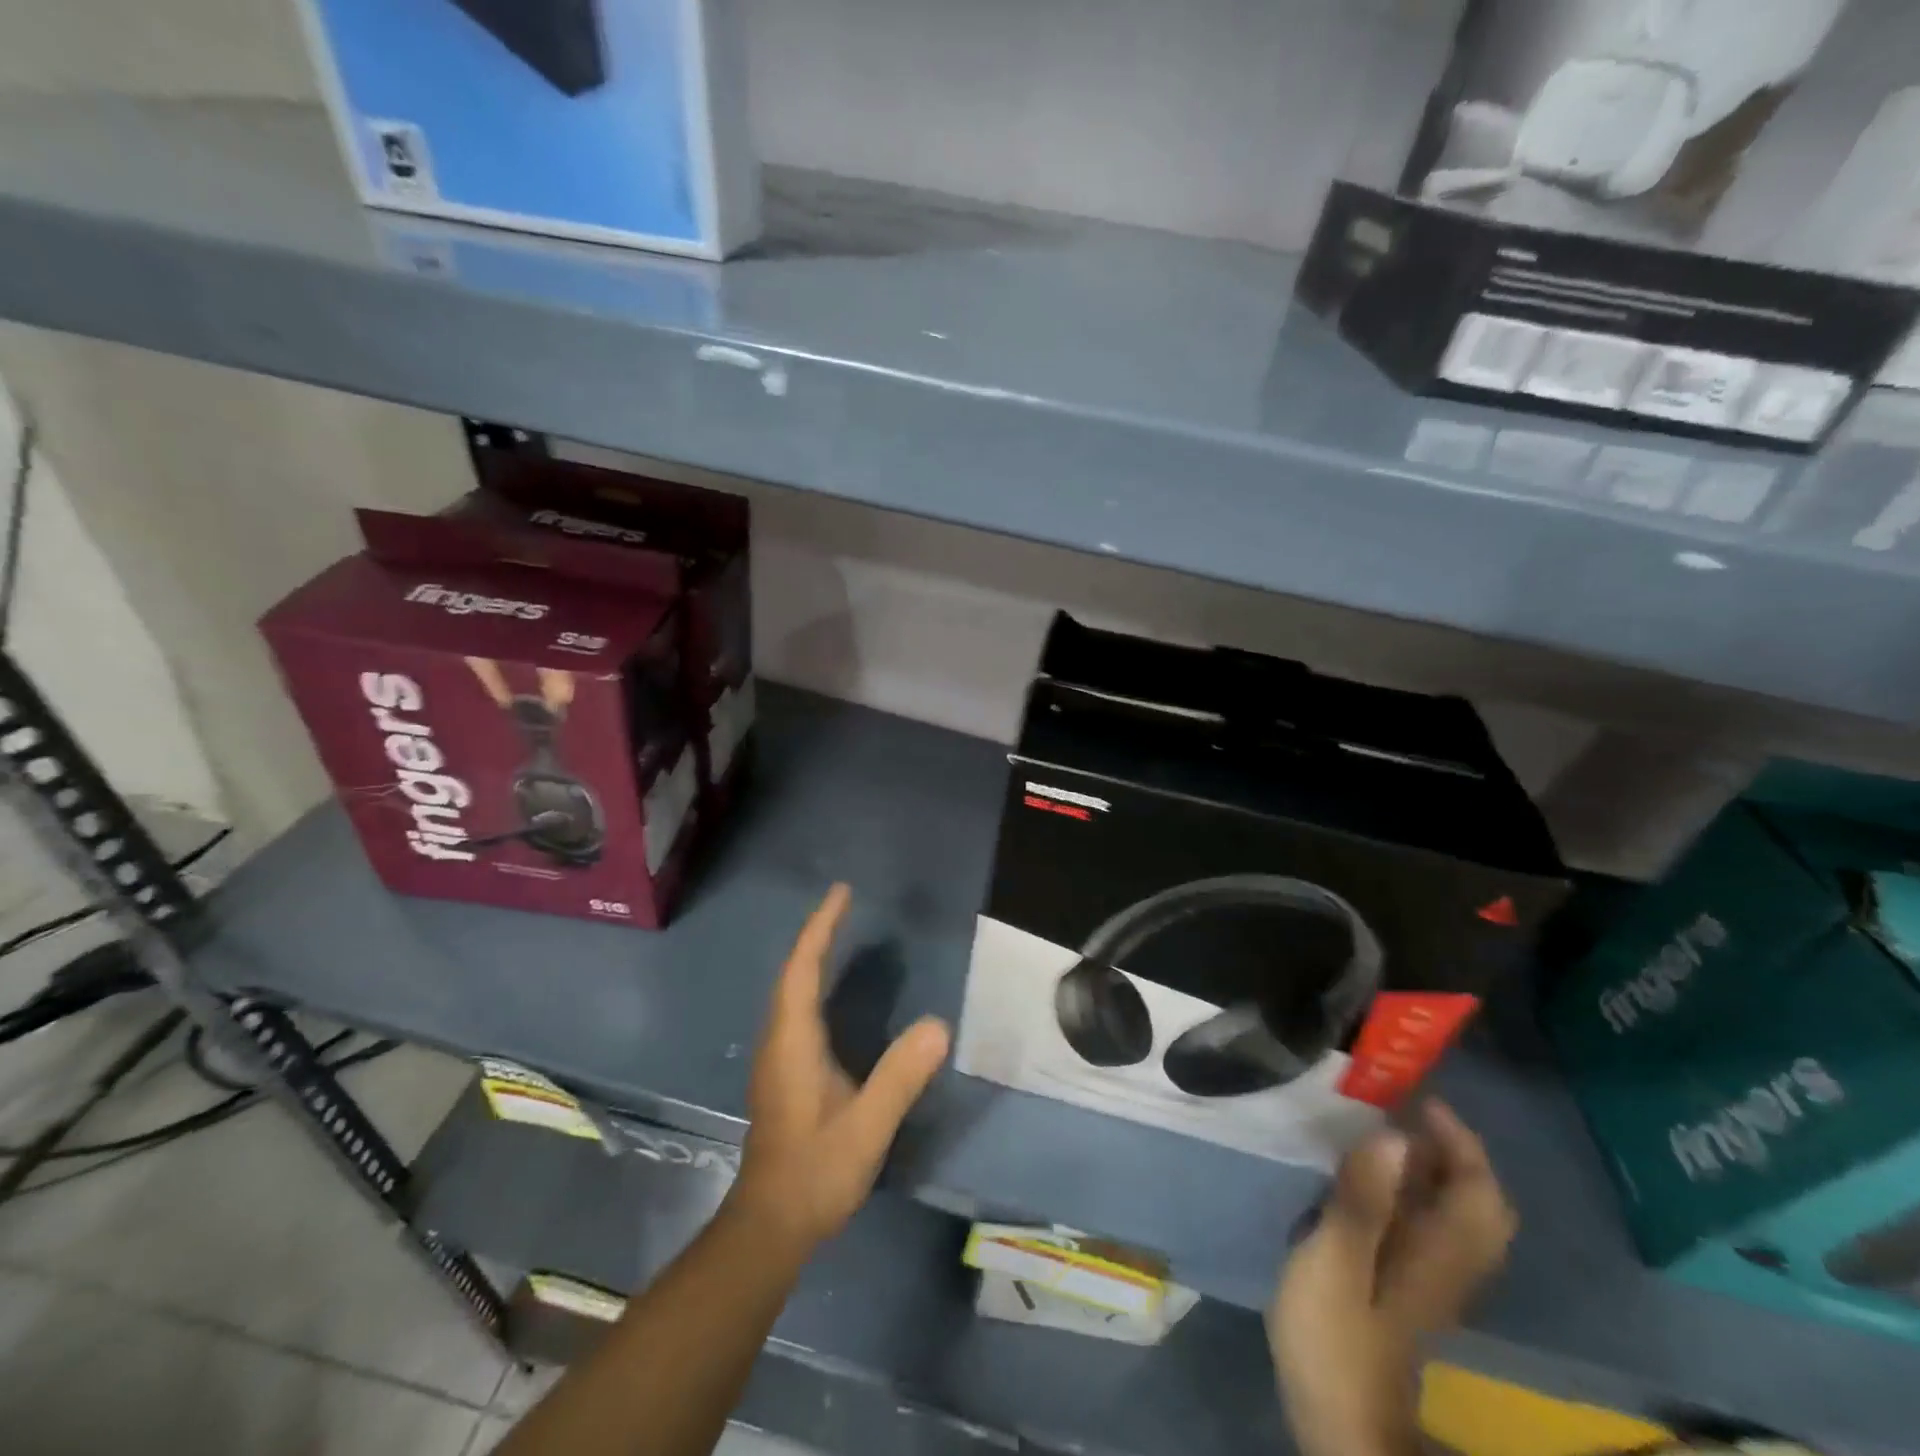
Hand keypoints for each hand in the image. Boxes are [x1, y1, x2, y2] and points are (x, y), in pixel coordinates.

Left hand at [731, 884, 950, 1251]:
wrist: (770, 1225)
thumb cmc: (816, 1172)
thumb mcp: (866, 1126)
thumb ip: (900, 1077)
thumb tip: (938, 1026)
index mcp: (793, 1042)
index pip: (802, 969)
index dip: (820, 928)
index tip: (841, 893)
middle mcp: (778, 1040)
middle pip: (793, 972)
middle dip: (817, 933)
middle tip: (846, 903)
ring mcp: (777, 1057)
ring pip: (791, 991)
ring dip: (812, 956)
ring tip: (839, 931)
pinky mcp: (783, 1073)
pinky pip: (796, 1009)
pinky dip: (813, 982)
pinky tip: (832, 991)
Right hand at [1268, 1100, 1515, 1455]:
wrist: (1340, 1421)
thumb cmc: (1335, 1336)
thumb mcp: (1336, 1260)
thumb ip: (1363, 1198)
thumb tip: (1396, 1135)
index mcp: (1439, 1252)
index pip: (1479, 1189)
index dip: (1458, 1139)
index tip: (1416, 1097)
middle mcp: (1449, 1263)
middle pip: (1478, 1201)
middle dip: (1452, 1150)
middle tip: (1402, 1110)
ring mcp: (1430, 1278)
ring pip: (1455, 1213)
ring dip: (1432, 1167)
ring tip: (1381, 1131)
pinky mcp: (1407, 1287)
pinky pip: (1429, 1225)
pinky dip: (1413, 1191)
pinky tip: (1369, 1179)